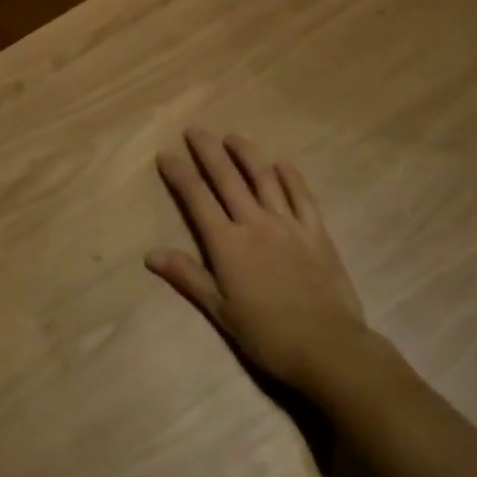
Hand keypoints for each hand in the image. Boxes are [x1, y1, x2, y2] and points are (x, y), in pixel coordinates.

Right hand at [148, 130, 374, 395]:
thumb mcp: (220, 311)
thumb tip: (150, 254)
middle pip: (227, 178)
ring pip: (264, 178)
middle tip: (195, 130)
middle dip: (208, 151)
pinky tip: (282, 163)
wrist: (327, 347)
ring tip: (233, 137)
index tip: (166, 154)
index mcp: (227, 243)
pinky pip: (302, 195)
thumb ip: (187, 276)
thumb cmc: (267, 335)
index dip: (179, 174)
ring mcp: (288, 224)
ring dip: (246, 153)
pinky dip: (290, 176)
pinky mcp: (316, 232)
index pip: (197, 198)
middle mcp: (255, 223)